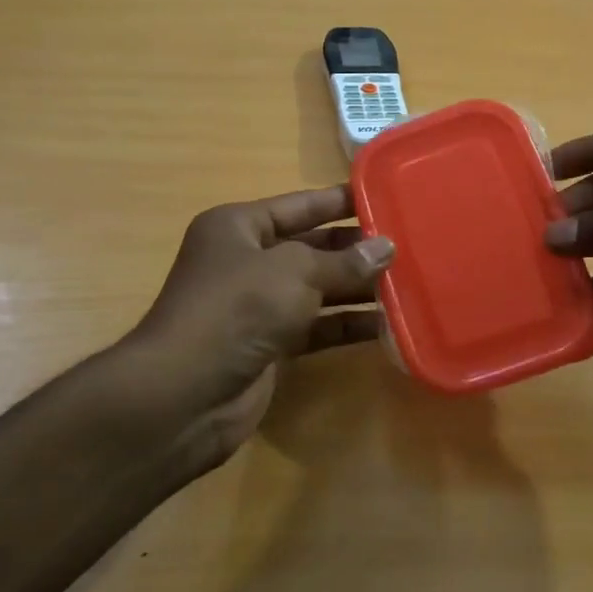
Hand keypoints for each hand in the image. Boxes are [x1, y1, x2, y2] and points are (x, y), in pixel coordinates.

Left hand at [123, 187, 393, 470]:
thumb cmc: (236, 309)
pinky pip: (315, 327)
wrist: (185, 394)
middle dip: (354, 248)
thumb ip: (342, 261)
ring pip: (316, 289)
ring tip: (407, 283)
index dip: (339, 201)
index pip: (298, 205)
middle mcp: (246, 261)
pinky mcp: (269, 346)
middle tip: (407, 244)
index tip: (383, 197)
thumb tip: (386, 248)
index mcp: (238, 227)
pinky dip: (345, 325)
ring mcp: (256, 306)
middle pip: (310, 247)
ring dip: (356, 288)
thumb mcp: (293, 272)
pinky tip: (385, 324)